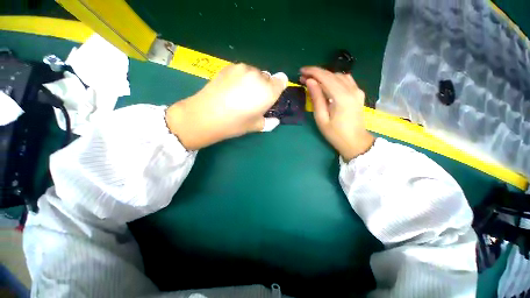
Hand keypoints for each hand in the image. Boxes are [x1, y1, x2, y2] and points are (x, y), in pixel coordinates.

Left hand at [166, 64, 287, 149]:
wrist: (206, 115)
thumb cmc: (235, 123)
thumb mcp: (255, 126)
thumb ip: (269, 122)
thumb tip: (275, 120)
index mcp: (268, 91)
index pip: (282, 80)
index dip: (277, 88)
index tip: (270, 97)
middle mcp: (258, 76)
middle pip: (267, 78)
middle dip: (264, 87)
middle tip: (253, 100)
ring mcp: (242, 69)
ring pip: (254, 73)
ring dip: (252, 81)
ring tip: (240, 94)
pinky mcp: (229, 66)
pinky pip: (242, 71)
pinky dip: (240, 78)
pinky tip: (230, 89)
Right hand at [300, 67, 374, 161]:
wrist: (355, 142)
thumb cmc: (335, 134)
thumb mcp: (322, 118)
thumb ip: (317, 98)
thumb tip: (310, 82)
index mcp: (342, 97)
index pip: (325, 77)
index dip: (312, 72)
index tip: (301, 71)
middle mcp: (352, 90)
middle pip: (332, 74)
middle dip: (316, 73)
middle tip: (303, 77)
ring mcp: (357, 90)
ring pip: (339, 75)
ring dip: (325, 75)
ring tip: (313, 80)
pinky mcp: (358, 93)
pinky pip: (345, 80)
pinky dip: (334, 78)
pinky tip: (327, 83)